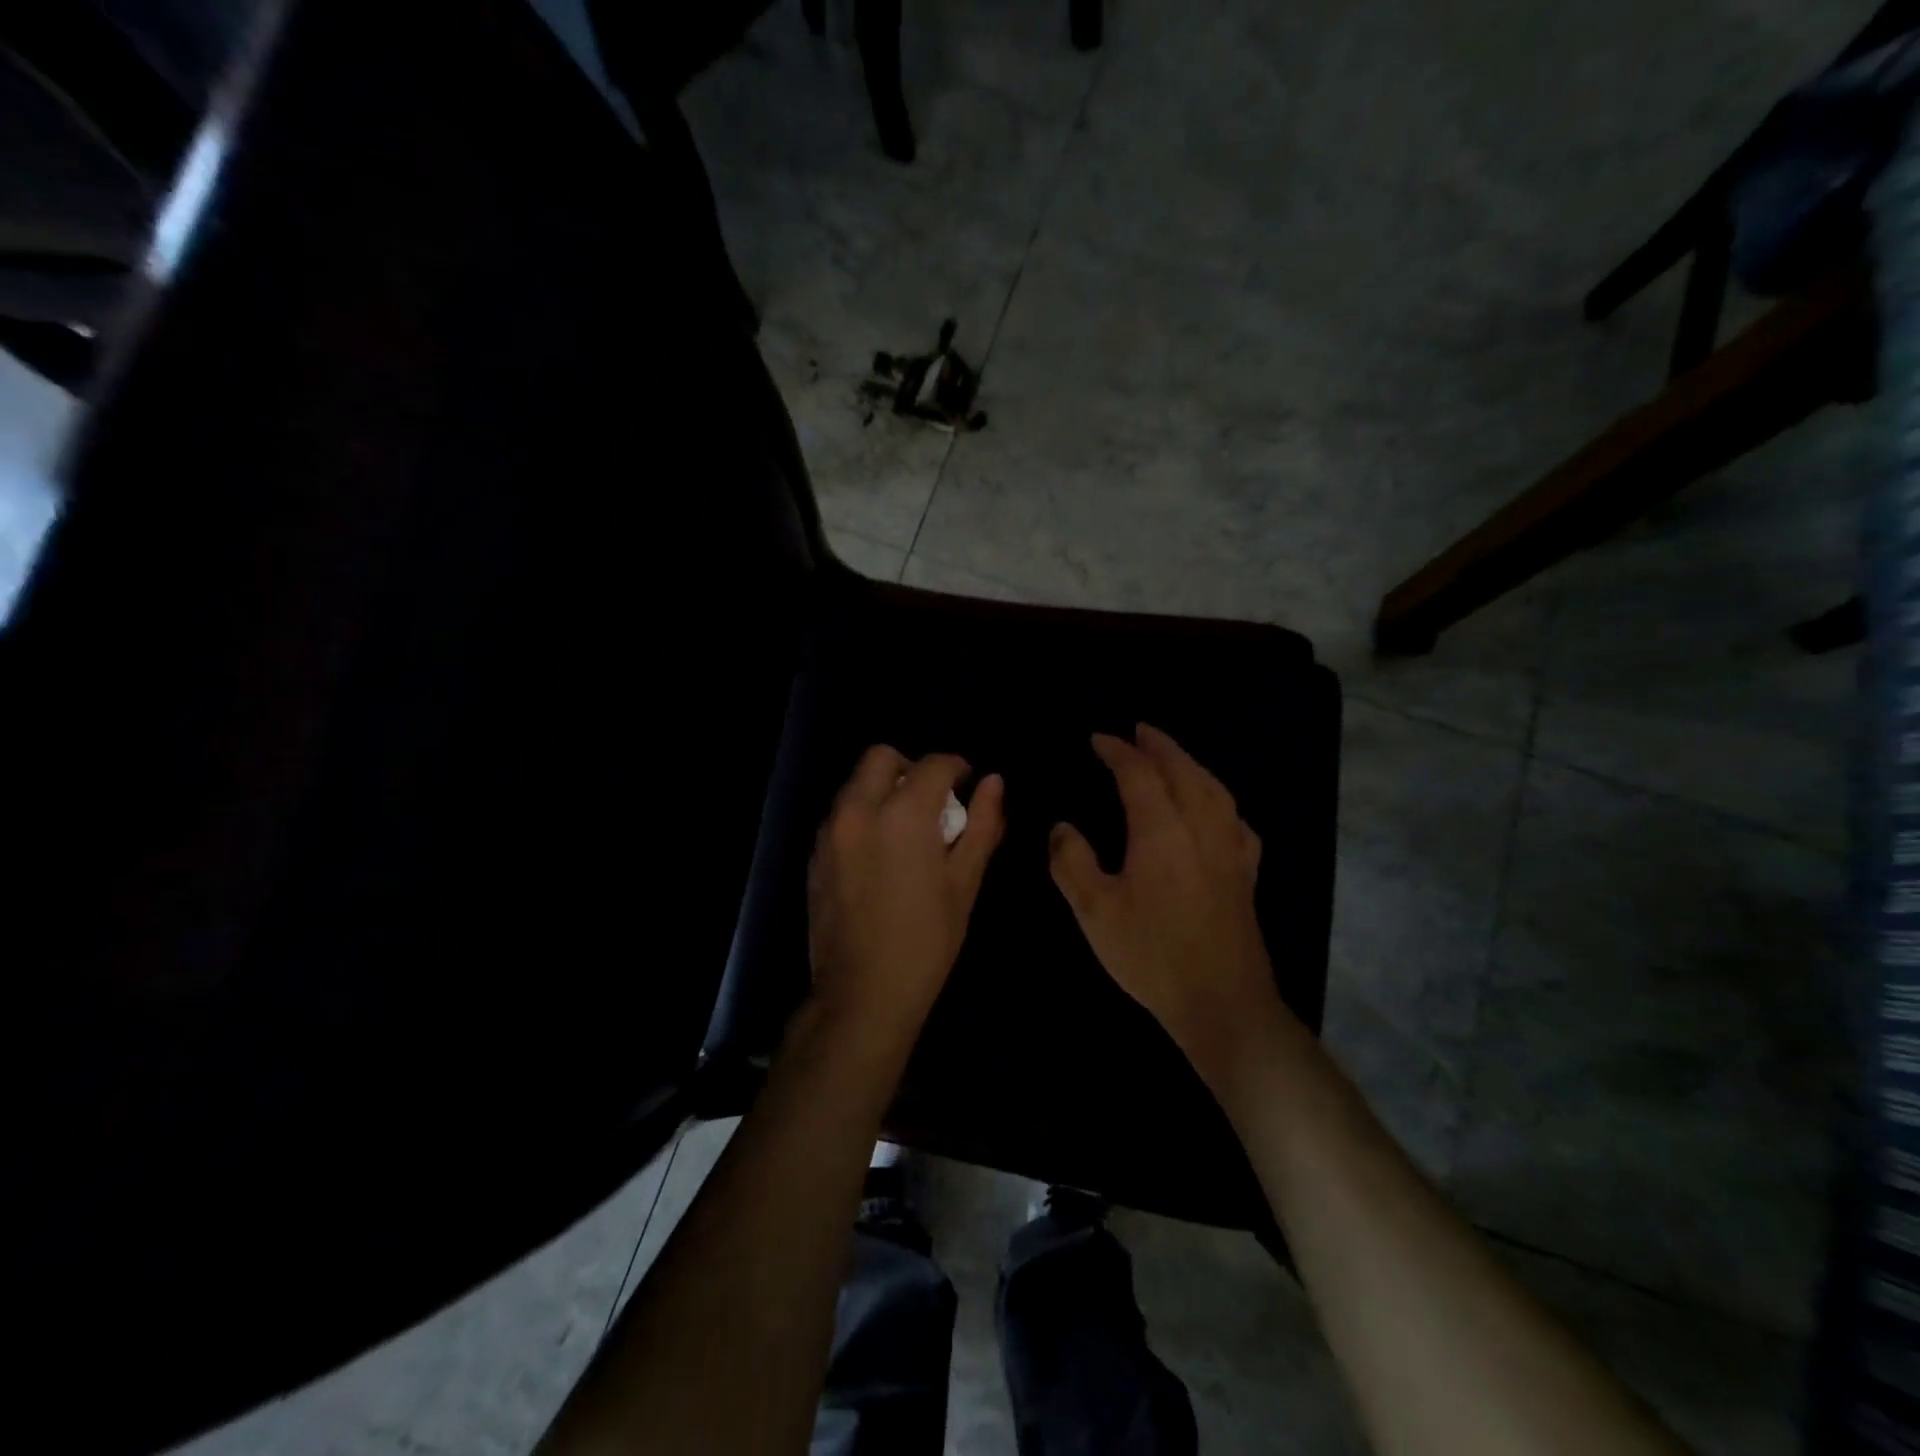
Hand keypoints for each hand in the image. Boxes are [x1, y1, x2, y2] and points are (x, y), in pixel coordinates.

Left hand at [807, 747, 1005, 1053]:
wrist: (863, 993)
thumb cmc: (927, 940)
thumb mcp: (965, 882)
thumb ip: (982, 824)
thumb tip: (994, 782)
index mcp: (903, 814)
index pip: (934, 764)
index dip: (957, 767)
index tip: (967, 783)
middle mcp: (859, 809)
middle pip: (882, 757)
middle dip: (912, 767)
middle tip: (933, 800)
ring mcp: (830, 831)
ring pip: (856, 782)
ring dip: (884, 789)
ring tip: (906, 828)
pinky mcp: (815, 853)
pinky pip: (840, 812)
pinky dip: (863, 813)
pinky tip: (880, 852)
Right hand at [1048, 724, 1292, 1093]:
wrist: (1222, 1002)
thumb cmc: (1152, 954)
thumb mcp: (1094, 911)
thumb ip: (1073, 862)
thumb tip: (1062, 827)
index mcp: (1161, 830)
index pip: (1139, 773)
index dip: (1117, 751)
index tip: (1098, 739)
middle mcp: (1200, 827)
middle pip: (1183, 770)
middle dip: (1159, 745)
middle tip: (1139, 730)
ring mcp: (1230, 849)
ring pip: (1214, 788)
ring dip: (1190, 763)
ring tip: (1173, 756)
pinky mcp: (1246, 873)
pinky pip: (1235, 819)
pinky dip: (1220, 800)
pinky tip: (1216, 809)